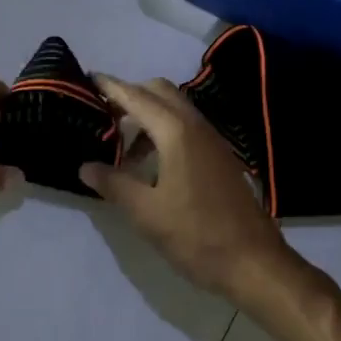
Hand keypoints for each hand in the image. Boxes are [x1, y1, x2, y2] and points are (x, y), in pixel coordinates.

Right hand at [79, 75, 289, 302]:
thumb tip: (86, 167)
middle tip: (103, 115)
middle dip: (131, 95)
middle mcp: (196, 126)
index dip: (111, 87)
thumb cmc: (196, 235)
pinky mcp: (221, 156)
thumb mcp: (146, 213)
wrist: (254, 262)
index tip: (88, 78)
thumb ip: (114, 184)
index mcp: (176, 132)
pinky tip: (151, 163)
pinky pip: (187, 127)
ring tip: (122, 147)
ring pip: (176, 109)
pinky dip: (164, 130)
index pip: (137, 97)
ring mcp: (213, 140)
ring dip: (148, 115)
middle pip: (160, 92)